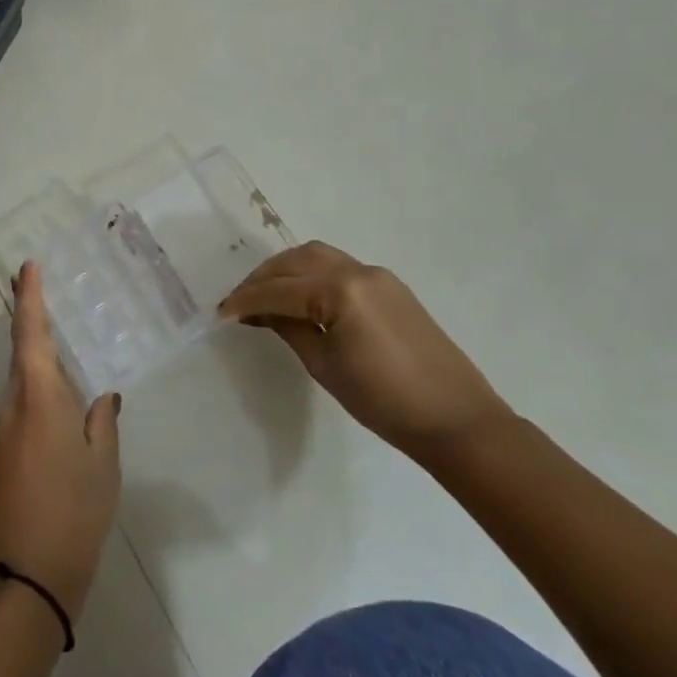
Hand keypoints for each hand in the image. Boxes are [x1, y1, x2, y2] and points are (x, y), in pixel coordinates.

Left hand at [0, 263, 121, 622]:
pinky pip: (21, 409)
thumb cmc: (74, 512)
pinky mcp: (1, 456)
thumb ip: (103, 421)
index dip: (29, 299)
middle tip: (45, 294)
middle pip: (22, 355)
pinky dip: (38, 394)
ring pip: (21, 384)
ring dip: (38, 361)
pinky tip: (61, 404)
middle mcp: (13, 407)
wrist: (27, 577)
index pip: (31, 336)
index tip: (26, 267)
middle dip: (31, 322)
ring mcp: (2, 433)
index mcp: (39, 399)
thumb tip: (103, 395)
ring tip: (67, 350)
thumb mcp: (104, 465)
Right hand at [219, 241, 512, 457]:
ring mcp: (378, 276)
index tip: (220, 312)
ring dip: (286, 271)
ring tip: (265, 297)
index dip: (245, 300)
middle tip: (239, 302)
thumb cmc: (383, 400)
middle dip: (263, 277)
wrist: (456, 419)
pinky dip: (311, 276)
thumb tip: (261, 312)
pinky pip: (339, 268)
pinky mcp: (391, 288)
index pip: (279, 289)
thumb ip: (290, 328)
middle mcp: (358, 271)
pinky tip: (300, 299)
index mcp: (340, 291)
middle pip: (296, 260)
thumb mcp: (324, 365)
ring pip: (318, 257)